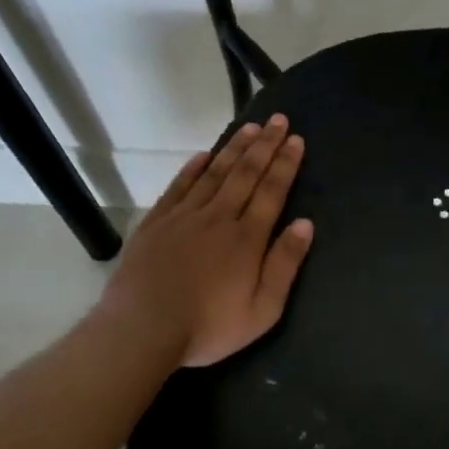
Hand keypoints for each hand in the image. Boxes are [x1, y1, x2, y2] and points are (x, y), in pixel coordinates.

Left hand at [102, 115, 314, 367]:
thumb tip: (305, 224)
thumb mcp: (263, 309)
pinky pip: (179, 186)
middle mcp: (218, 217)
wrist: (143, 328)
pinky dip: (193, 168)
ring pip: (214, 174)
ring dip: (234, 149)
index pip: (272, 192)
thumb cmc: (209, 326)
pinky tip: (203, 155)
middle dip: (264, 146)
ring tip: (249, 128)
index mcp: (247, 238)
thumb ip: (284, 265)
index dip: (285, 164)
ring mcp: (184, 217)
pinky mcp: (156, 223)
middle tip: (277, 120)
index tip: (295, 139)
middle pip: (246, 174)